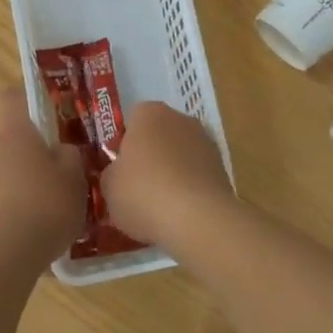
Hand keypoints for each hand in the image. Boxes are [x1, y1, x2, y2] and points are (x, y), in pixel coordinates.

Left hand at [0, 89, 87, 266]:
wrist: (8, 252)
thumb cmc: (46, 202)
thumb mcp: (75, 175)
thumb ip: (71, 155)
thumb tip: (63, 150)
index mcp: (17, 132)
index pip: (13, 96)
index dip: (29, 94)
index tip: (51, 103)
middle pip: (18, 137)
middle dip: (41, 147)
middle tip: (70, 162)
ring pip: (15, 168)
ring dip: (35, 178)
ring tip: (63, 199)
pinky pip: (10, 197)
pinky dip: (27, 204)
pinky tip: (47, 225)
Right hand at [102, 101, 235, 251]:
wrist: (197, 218)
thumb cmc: (143, 192)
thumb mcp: (108, 186)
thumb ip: (112, 173)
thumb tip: (118, 174)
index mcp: (149, 113)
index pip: (132, 120)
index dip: (124, 144)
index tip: (120, 169)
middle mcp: (180, 118)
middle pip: (159, 135)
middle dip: (150, 156)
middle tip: (137, 187)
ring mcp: (206, 142)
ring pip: (180, 155)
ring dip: (172, 172)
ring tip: (159, 206)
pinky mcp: (223, 168)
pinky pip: (196, 175)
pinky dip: (189, 189)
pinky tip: (180, 213)